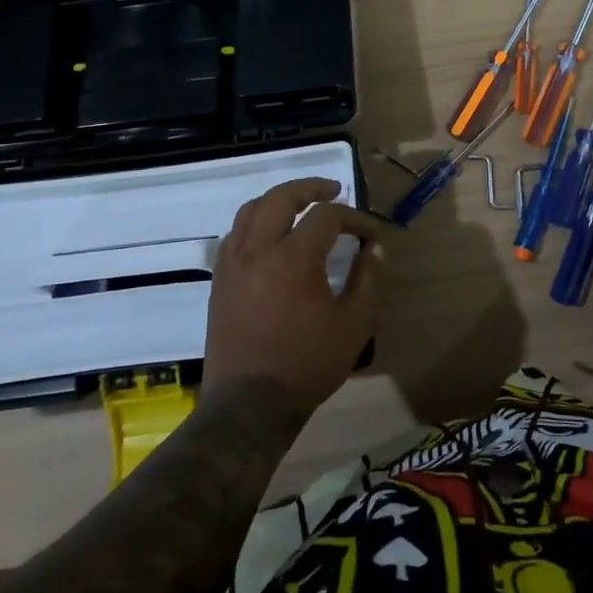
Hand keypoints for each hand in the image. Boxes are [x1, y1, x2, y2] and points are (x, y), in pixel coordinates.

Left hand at [202, 177, 384, 416]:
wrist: (249, 405)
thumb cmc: (307, 365)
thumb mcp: (353, 324)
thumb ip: (367, 279)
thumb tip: (374, 248)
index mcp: (293, 259)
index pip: (326, 216)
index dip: (354, 218)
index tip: (370, 235)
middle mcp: (258, 251)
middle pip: (281, 198)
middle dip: (310, 187)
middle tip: (332, 190)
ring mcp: (233, 264)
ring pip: (251, 210)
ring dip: (279, 200)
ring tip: (300, 206)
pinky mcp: (219, 281)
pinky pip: (234, 235)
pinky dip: (256, 223)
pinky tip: (270, 237)